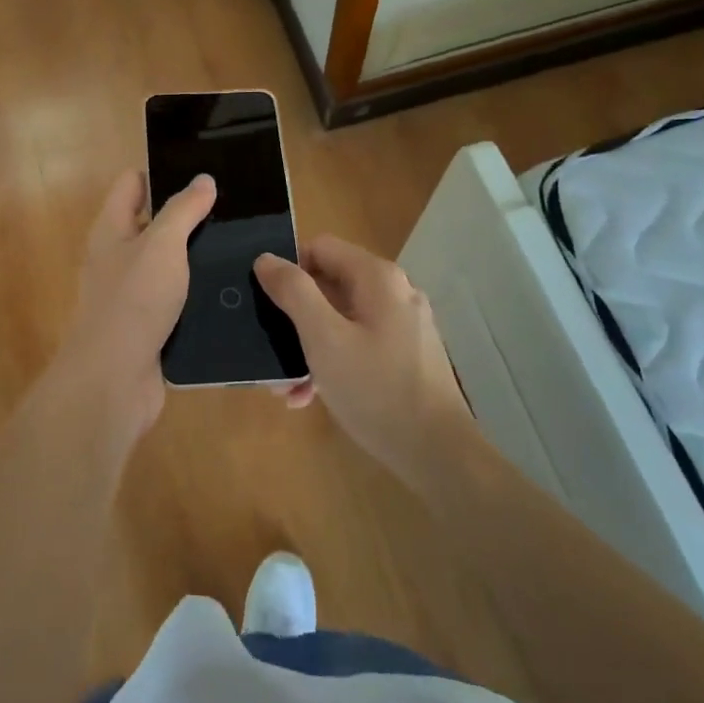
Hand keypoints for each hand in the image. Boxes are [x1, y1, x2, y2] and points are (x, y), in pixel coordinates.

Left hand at [41, 168, 216, 453]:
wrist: (114, 380)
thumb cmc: (134, 301)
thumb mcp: (162, 246)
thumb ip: (183, 211)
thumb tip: (203, 179)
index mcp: (112, 229)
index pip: (133, 183)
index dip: (164, 172)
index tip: (205, 172)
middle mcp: (117, 256)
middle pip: (153, 223)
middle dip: (190, 215)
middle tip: (236, 209)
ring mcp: (132, 292)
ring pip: (169, 263)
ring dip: (198, 257)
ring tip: (244, 245)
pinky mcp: (149, 324)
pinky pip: (177, 298)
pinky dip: (198, 292)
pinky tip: (232, 289)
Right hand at [254, 236, 471, 487]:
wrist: (437, 454)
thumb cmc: (376, 390)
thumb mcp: (323, 339)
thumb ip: (293, 292)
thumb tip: (266, 259)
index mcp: (377, 278)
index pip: (320, 248)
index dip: (288, 269)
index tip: (266, 303)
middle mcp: (394, 292)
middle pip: (329, 285)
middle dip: (294, 317)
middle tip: (269, 350)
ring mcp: (402, 325)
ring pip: (340, 319)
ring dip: (308, 346)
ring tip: (286, 386)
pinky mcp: (405, 355)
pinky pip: (357, 344)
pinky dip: (332, 362)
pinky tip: (311, 396)